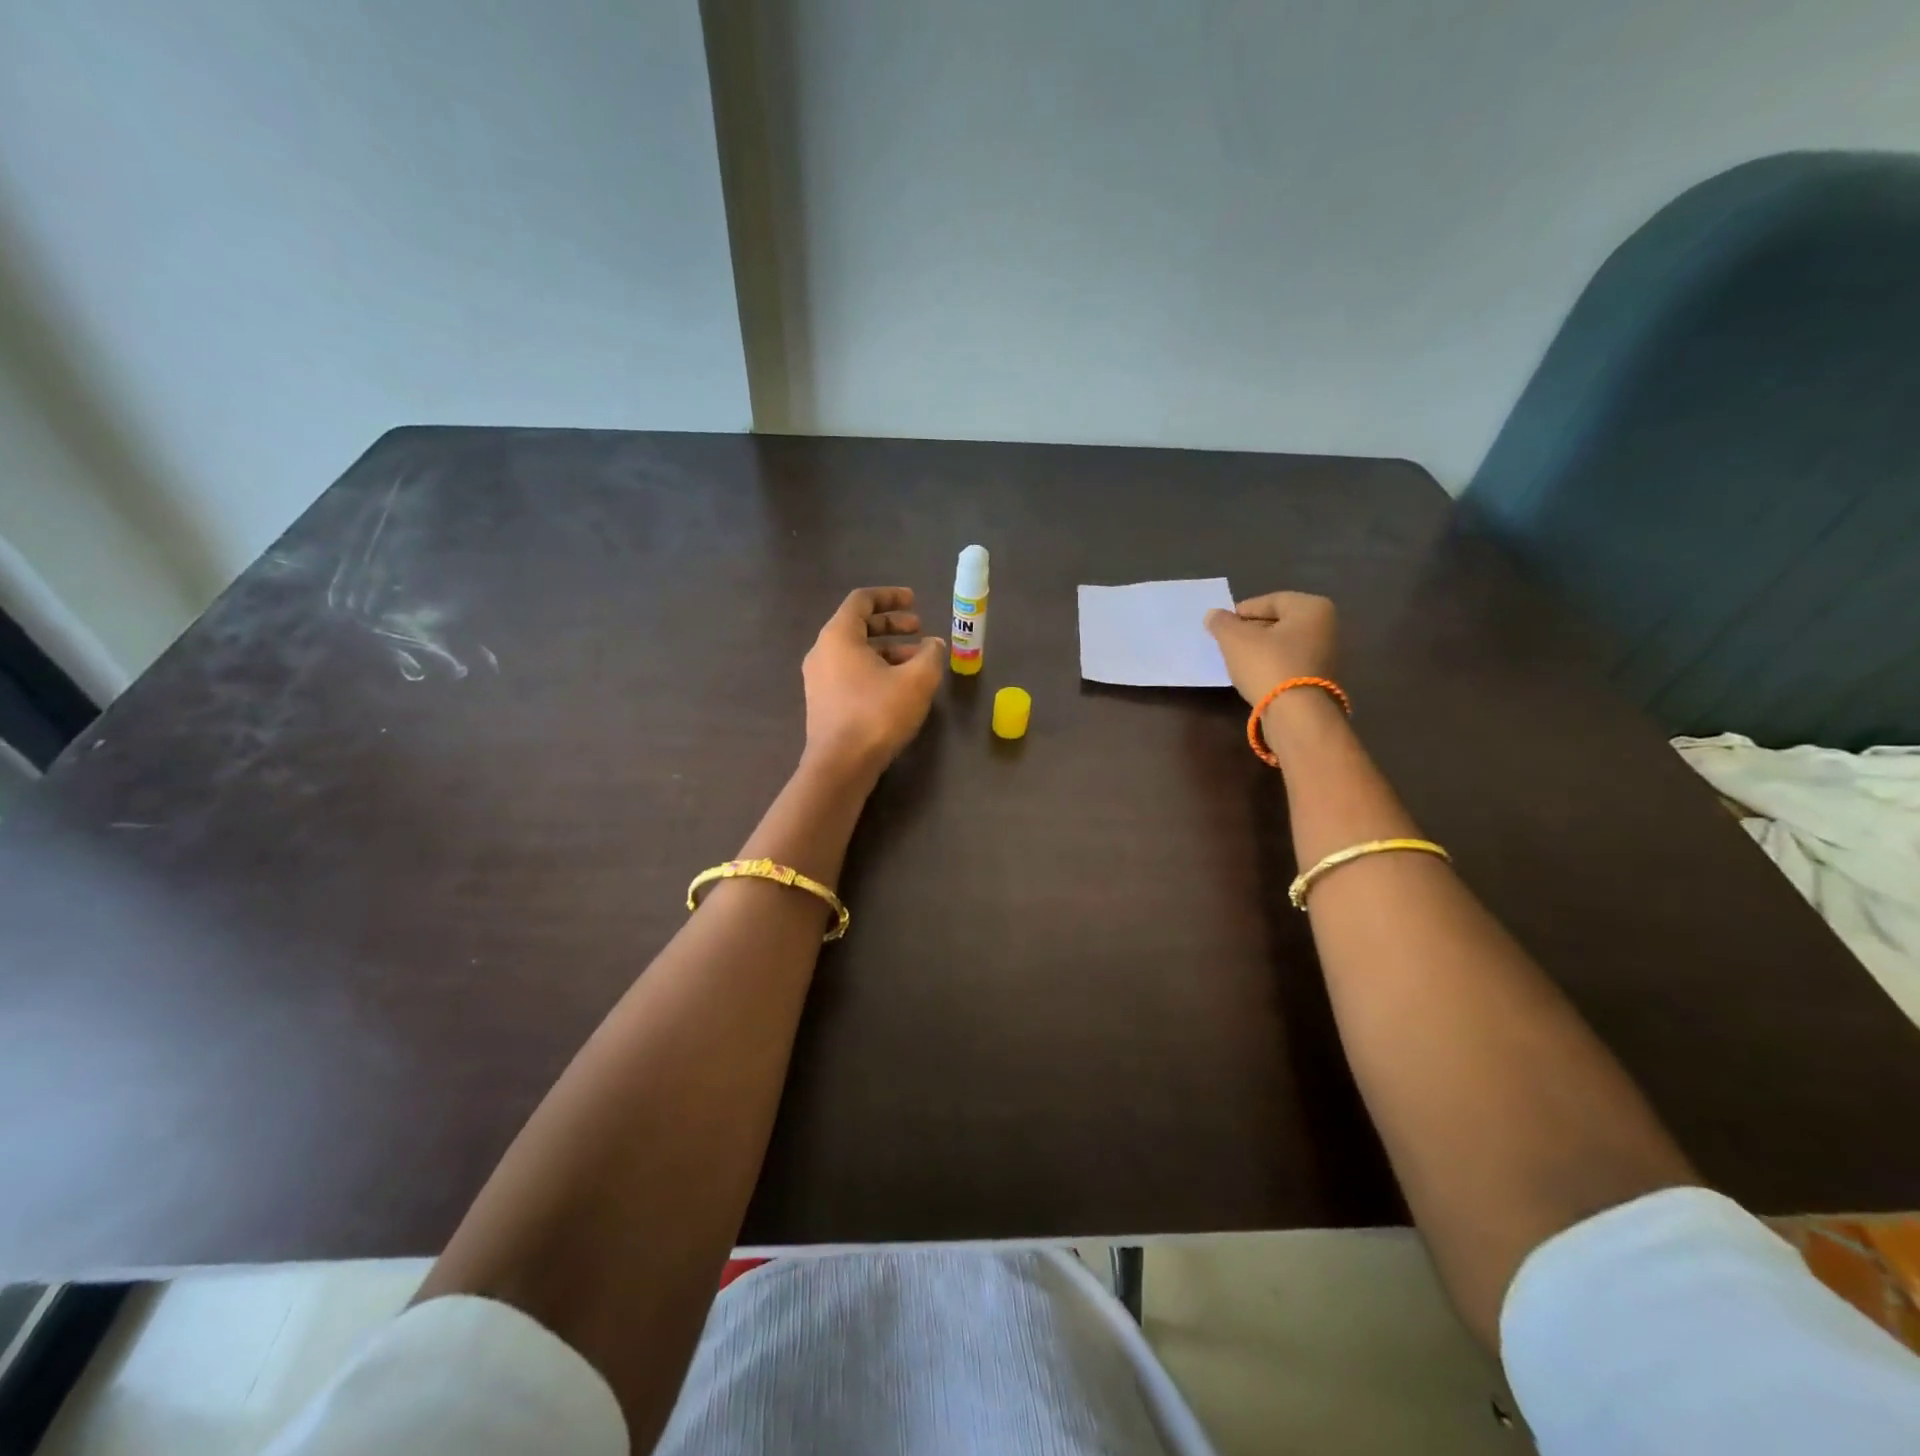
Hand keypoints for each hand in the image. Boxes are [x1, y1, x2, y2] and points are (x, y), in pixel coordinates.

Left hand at [802, 587, 945, 777]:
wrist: (840, 765)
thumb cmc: (877, 714)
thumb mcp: (917, 680)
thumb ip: (930, 655)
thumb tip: (933, 645)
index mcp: (839, 636)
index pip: (862, 601)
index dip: (890, 596)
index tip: (915, 601)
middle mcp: (823, 652)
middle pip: (858, 626)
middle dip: (892, 625)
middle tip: (919, 629)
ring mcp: (819, 679)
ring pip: (856, 653)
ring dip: (888, 651)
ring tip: (918, 662)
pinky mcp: (823, 703)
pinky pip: (851, 673)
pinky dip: (876, 670)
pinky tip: (900, 687)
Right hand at [1204, 591, 1338, 705]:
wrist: (1295, 714)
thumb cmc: (1268, 665)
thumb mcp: (1235, 639)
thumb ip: (1222, 623)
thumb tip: (1214, 615)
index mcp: (1312, 608)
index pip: (1269, 601)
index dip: (1241, 611)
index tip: (1222, 625)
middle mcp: (1325, 627)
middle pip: (1278, 622)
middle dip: (1250, 630)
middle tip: (1226, 642)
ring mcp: (1325, 655)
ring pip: (1282, 645)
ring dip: (1258, 650)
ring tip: (1235, 660)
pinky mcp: (1318, 680)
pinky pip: (1287, 664)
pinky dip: (1269, 666)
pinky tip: (1252, 676)